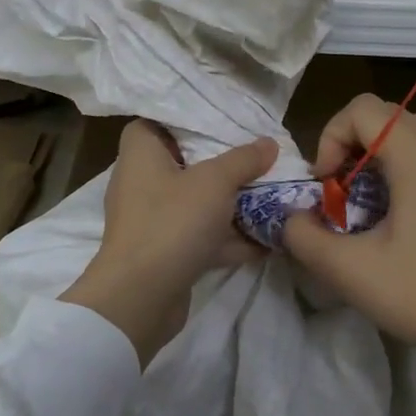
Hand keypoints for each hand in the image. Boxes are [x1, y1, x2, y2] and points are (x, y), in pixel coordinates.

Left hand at [61, 120, 277, 365]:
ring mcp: (154, 221)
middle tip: (260, 157)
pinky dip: (230, 238)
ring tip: (274, 196)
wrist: (141, 296)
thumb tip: (268, 143)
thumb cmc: (172, 222)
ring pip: (197, 204)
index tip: (222, 120)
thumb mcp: (215, 182)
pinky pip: (202, 237)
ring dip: (233, 204)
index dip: (187, 119)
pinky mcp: (167, 253)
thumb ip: (243, 160)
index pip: (156, 122)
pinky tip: (269, 240)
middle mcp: (142, 183)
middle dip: (224, 164)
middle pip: (186, 164)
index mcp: (141, 154)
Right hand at [283, 94, 415, 398]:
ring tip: (370, 204)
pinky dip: (410, 171)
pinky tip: (404, 221)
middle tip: (343, 192)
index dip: (330, 137)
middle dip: (354, 146)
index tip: (327, 184)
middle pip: (390, 117)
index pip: (363, 109)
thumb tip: (292, 218)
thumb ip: (303, 235)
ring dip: (382, 157)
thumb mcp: (347, 270)